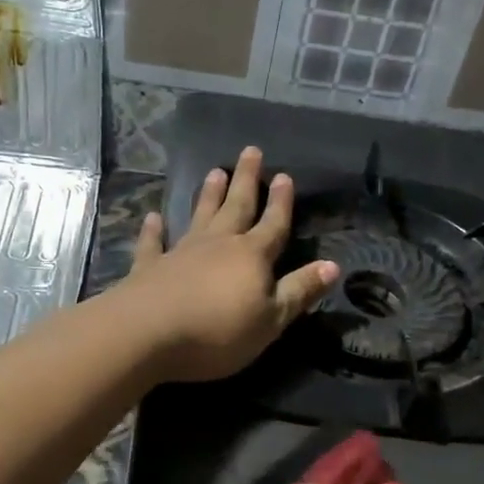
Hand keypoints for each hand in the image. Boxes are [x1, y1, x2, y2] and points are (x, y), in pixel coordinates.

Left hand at [121, 146, 338, 383]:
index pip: (273, 224)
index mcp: (252, 256)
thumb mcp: (271, 319)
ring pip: (200, 216)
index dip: (281, 202)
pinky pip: (154, 243)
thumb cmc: (219, 331)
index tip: (284, 175)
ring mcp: (181, 252)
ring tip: (215, 171)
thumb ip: (299, 291)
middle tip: (251, 151)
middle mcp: (218, 244)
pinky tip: (152, 217)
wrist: (150, 331)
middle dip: (247, 180)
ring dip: (208, 195)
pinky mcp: (150, 267)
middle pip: (236, 206)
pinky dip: (154, 230)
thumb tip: (333, 265)